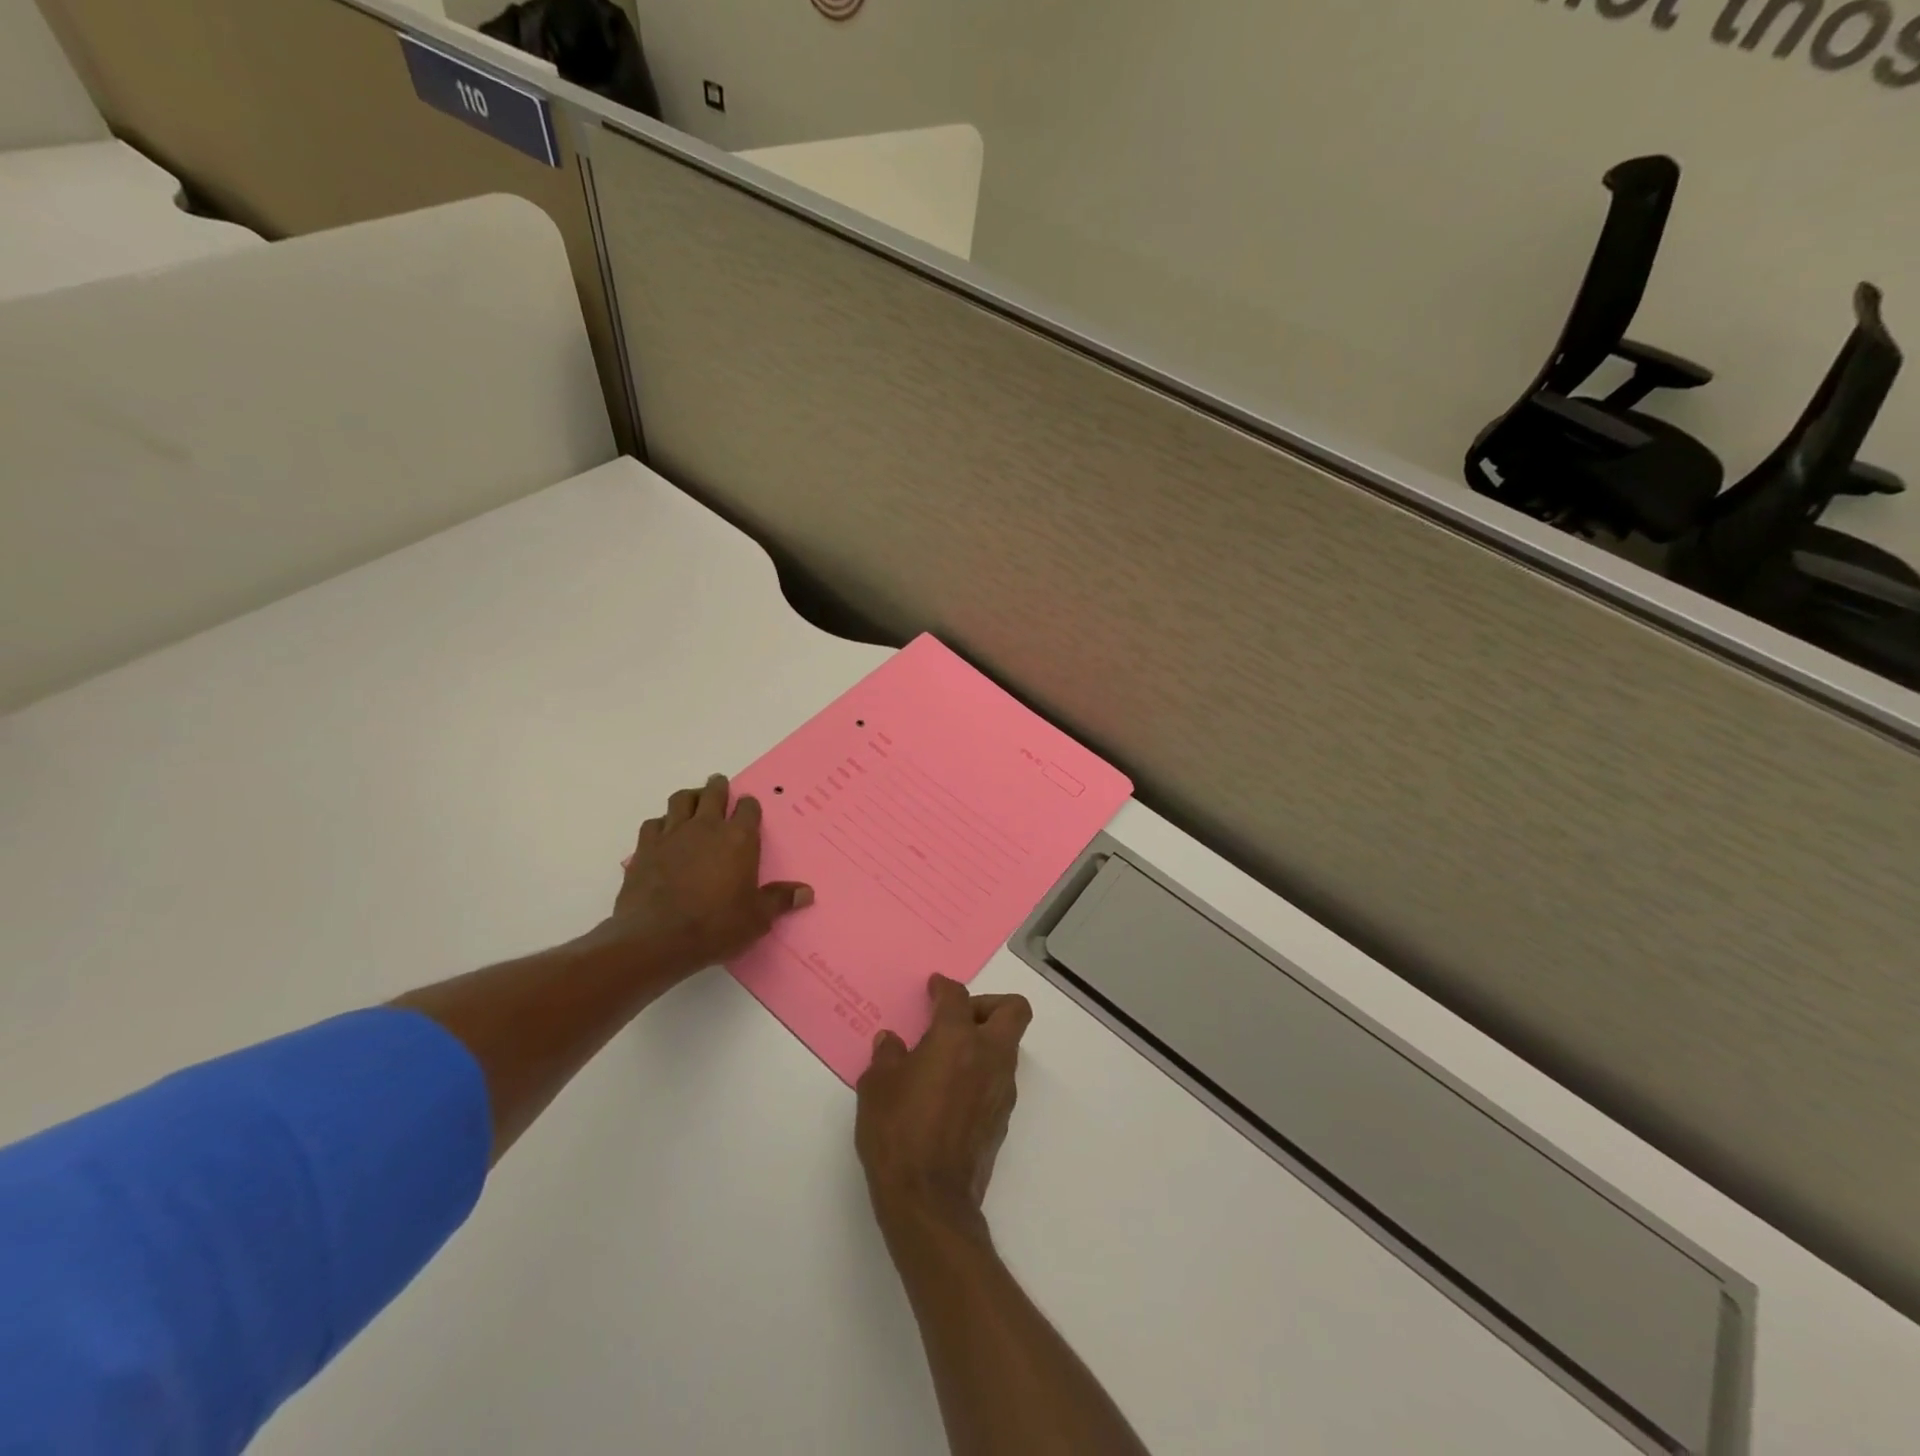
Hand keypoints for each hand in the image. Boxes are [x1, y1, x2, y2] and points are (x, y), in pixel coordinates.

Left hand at [593, 773, 811, 983]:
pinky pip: (654, 823)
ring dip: (690, 797)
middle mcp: (706, 827)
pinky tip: (663, 833)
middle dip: (719, 787)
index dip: (750, 806)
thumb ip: (780, 900)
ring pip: (681, 799)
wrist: (657, 938)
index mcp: (739, 839)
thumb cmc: (716, 925)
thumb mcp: (757, 917)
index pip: (748, 808)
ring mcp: (673, 834)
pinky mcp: (645, 847)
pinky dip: (661, 823)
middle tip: (720, 786)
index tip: (749, 809)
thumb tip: (807, 892)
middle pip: (713, 793)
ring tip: (693, 801)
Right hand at [856, 975, 1032, 1240]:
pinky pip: (999, 1078)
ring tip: (947, 1058)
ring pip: (1008, 1045)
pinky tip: (951, 1092)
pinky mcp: (1003, 1117)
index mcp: (956, 1039)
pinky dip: (981, 1073)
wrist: (929, 1201)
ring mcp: (1001, 1088)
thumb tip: (892, 1042)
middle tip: (956, 1018)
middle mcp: (988, 1056)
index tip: (934, 988)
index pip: (957, 996)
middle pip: (1012, 1009)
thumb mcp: (877, 1088)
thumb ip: (887, 1057)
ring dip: (984, 1041)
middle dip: (988, 1004)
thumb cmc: (898, 1134)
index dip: (944, 987)